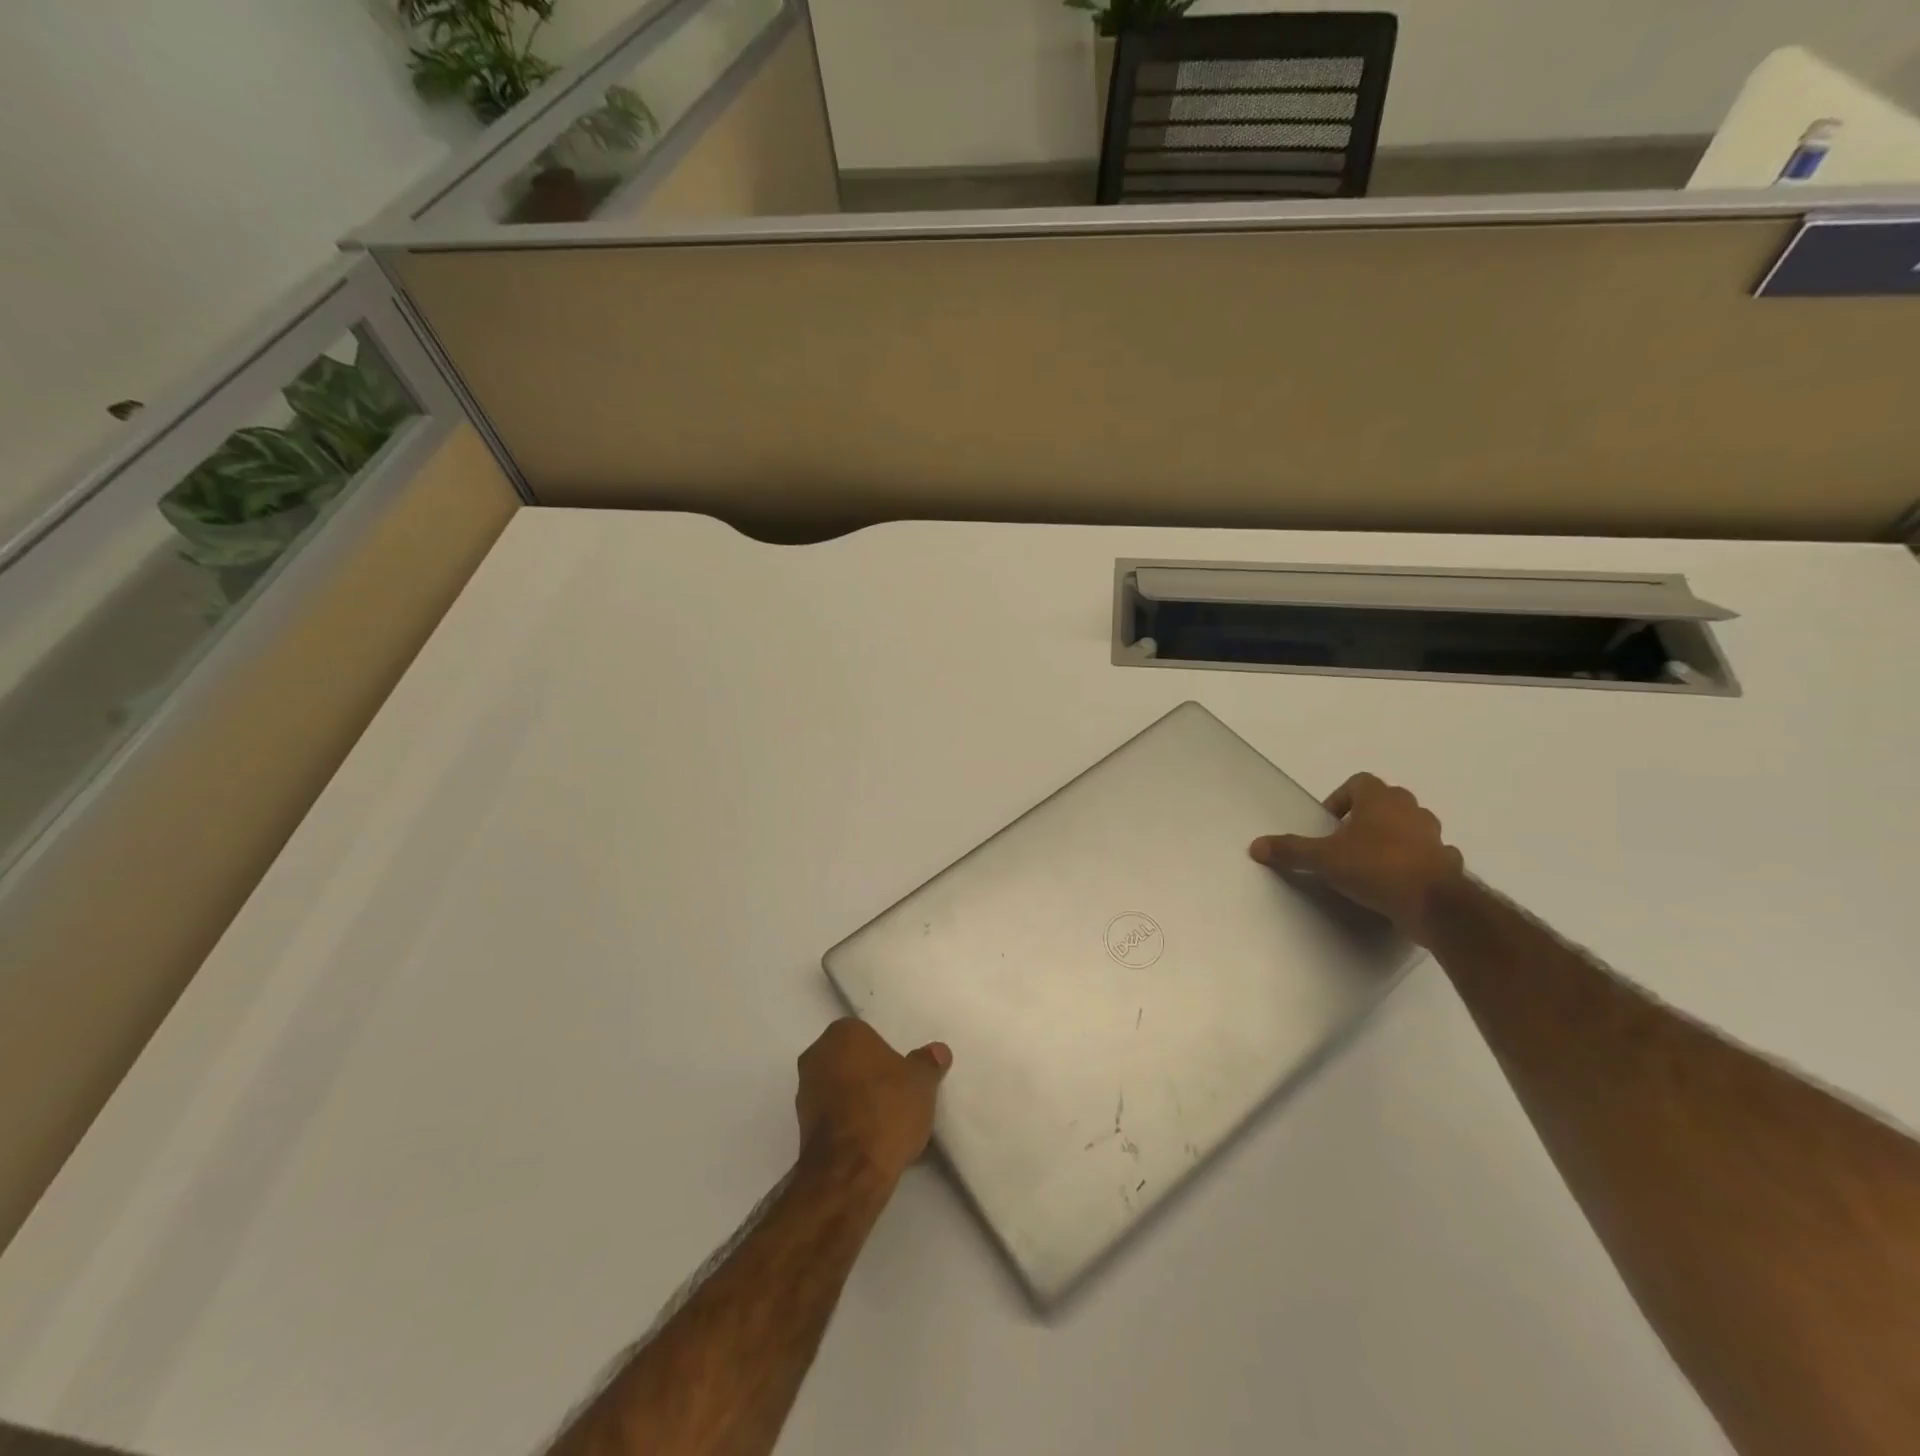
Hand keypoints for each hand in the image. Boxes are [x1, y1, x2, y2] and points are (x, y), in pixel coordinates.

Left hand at [795, 1019, 951, 1183]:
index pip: (866, 1033)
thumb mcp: (921, 1082)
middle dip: (868, 1073)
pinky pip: (831, 1115)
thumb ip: (928, 1062)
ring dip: (856, 1099)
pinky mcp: (801, 1127)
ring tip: (886, 1121)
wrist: (849, 1173)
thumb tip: (938, 1051)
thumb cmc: (886, 1111)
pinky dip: (847, 1122)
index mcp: (842, 1033)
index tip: (902, 1073)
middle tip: (896, 1093)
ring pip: (838, 1087)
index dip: (886, 1053)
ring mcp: (804, 1092)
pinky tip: (869, 1140)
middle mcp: (816, 1055)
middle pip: (849, 1059)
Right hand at [1250, 773, 1464, 944]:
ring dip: (1391, 838)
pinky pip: (1428, 855)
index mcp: (1380, 799)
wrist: (1433, 903)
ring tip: (1370, 863)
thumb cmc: (1375, 867)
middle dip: (1365, 818)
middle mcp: (1410, 809)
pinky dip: (1414, 862)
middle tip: (1345, 843)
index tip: (1328, 824)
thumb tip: (1255, 846)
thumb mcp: (1323, 859)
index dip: (1341, 799)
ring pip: (1409, 827)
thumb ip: (1291, 850)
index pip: (1359, 782)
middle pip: (1384, 802)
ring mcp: (1433, 835)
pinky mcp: (1447, 862)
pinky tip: (1400, 882)